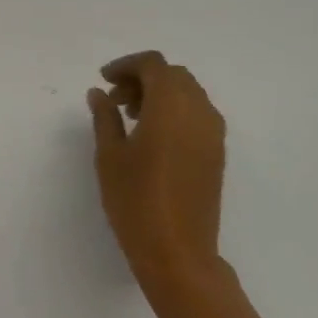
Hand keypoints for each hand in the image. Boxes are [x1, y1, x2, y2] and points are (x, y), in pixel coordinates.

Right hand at [87, 51, 228, 308]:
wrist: (178, 252)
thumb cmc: (136, 200)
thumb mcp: (110, 155)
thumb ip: (105, 117)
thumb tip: (99, 93)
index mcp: (171, 105)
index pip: (153, 64)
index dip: (126, 65)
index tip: (104, 81)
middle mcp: (198, 111)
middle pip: (173, 76)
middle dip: (143, 78)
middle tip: (115, 100)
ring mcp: (213, 133)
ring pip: (188, 94)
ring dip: (160, 94)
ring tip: (130, 119)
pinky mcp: (217, 154)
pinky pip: (197, 115)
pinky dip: (175, 112)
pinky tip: (152, 137)